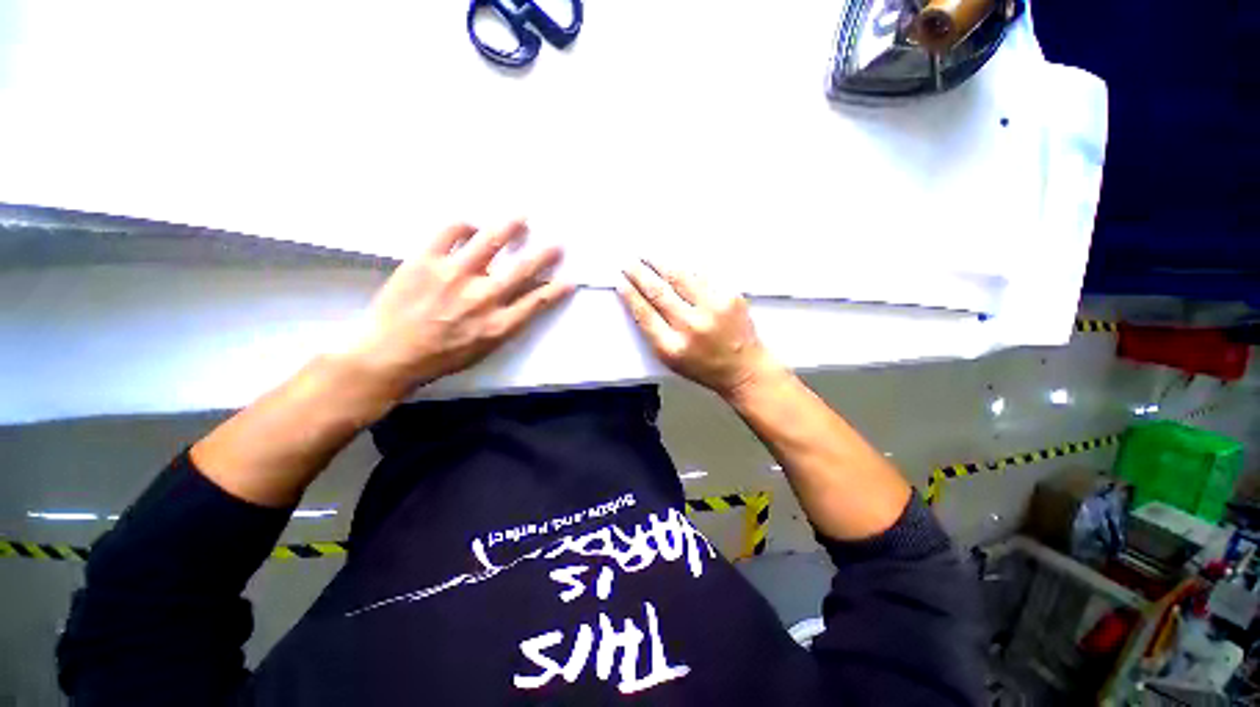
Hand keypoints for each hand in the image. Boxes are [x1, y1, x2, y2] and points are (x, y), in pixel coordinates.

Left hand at [344, 220, 573, 396]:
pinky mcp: (426, 260)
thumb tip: (516, 299)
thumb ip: (505, 324)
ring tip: (523, 216)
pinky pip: (449, 232)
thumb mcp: (483, 350)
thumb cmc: (439, 358)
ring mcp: (454, 275)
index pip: (537, 302)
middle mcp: (483, 297)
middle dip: (544, 255)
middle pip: (522, 269)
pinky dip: (464, 225)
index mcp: (498, 324)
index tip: (569, 280)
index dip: (556, 290)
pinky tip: (472, 226)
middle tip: (558, 244)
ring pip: (491, 242)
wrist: (389, 355)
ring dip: (511, 227)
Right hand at [619, 260, 781, 397]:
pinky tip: (676, 259)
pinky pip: (703, 275)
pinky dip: (686, 265)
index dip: (630, 295)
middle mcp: (691, 327)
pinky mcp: (729, 297)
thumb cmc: (707, 367)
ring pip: (679, 277)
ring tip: (648, 256)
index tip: (622, 283)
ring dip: (660, 264)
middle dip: (640, 274)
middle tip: (630, 264)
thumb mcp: (671, 360)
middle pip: (658, 292)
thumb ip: (654, 333)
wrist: (744, 368)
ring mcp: (712, 309)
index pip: (644, 313)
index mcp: (672, 347)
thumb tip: (640, 303)